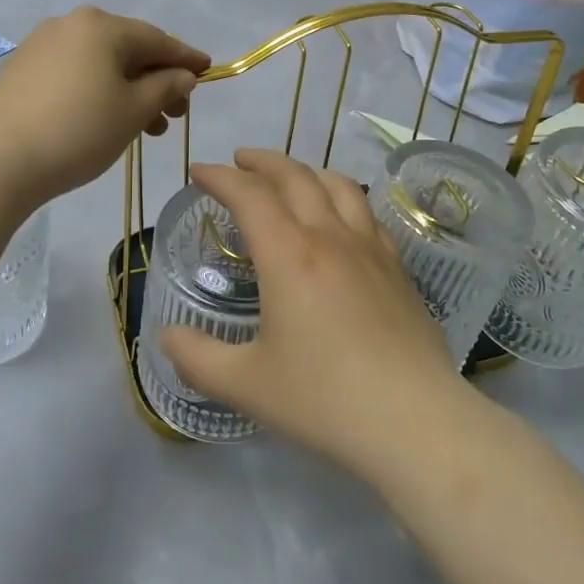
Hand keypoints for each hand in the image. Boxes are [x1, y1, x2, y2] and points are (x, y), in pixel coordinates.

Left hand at [0, 7, 209, 202]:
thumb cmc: (79, 131)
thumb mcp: (133, 111)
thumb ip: (165, 87)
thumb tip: (182, 75)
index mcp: (102, 26)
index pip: (157, 40)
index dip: (186, 58)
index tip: (208, 71)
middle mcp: (70, 24)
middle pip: (127, 49)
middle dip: (156, 80)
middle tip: (174, 115)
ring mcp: (41, 44)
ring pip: (99, 62)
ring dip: (128, 90)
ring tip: (144, 128)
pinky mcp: (21, 69)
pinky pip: (73, 72)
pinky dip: (96, 90)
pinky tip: (103, 118)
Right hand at [159, 149, 472, 477]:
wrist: (416, 423)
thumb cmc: (324, 400)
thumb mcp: (246, 385)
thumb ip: (197, 358)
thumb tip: (167, 336)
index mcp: (288, 255)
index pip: (249, 195)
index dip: (220, 176)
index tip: (200, 171)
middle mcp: (330, 238)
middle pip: (295, 176)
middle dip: (261, 161)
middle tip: (239, 160)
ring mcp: (370, 249)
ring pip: (338, 186)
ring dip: (306, 171)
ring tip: (290, 177)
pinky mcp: (398, 269)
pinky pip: (367, 214)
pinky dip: (343, 199)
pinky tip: (341, 220)